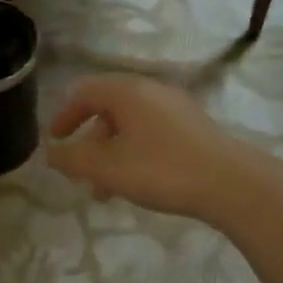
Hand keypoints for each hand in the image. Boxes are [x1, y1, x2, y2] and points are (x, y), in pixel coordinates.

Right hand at [46, 74, 258, 220]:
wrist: (230, 183)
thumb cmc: (161, 169)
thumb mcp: (106, 167)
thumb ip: (72, 159)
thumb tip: (51, 153)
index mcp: (127, 92)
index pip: (84, 92)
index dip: (64, 116)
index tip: (55, 141)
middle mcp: (151, 91)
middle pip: (108, 110)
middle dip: (89, 143)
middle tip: (81, 173)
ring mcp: (176, 108)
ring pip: (130, 126)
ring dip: (111, 154)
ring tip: (107, 190)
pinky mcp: (193, 128)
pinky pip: (151, 134)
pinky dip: (134, 153)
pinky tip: (138, 183)